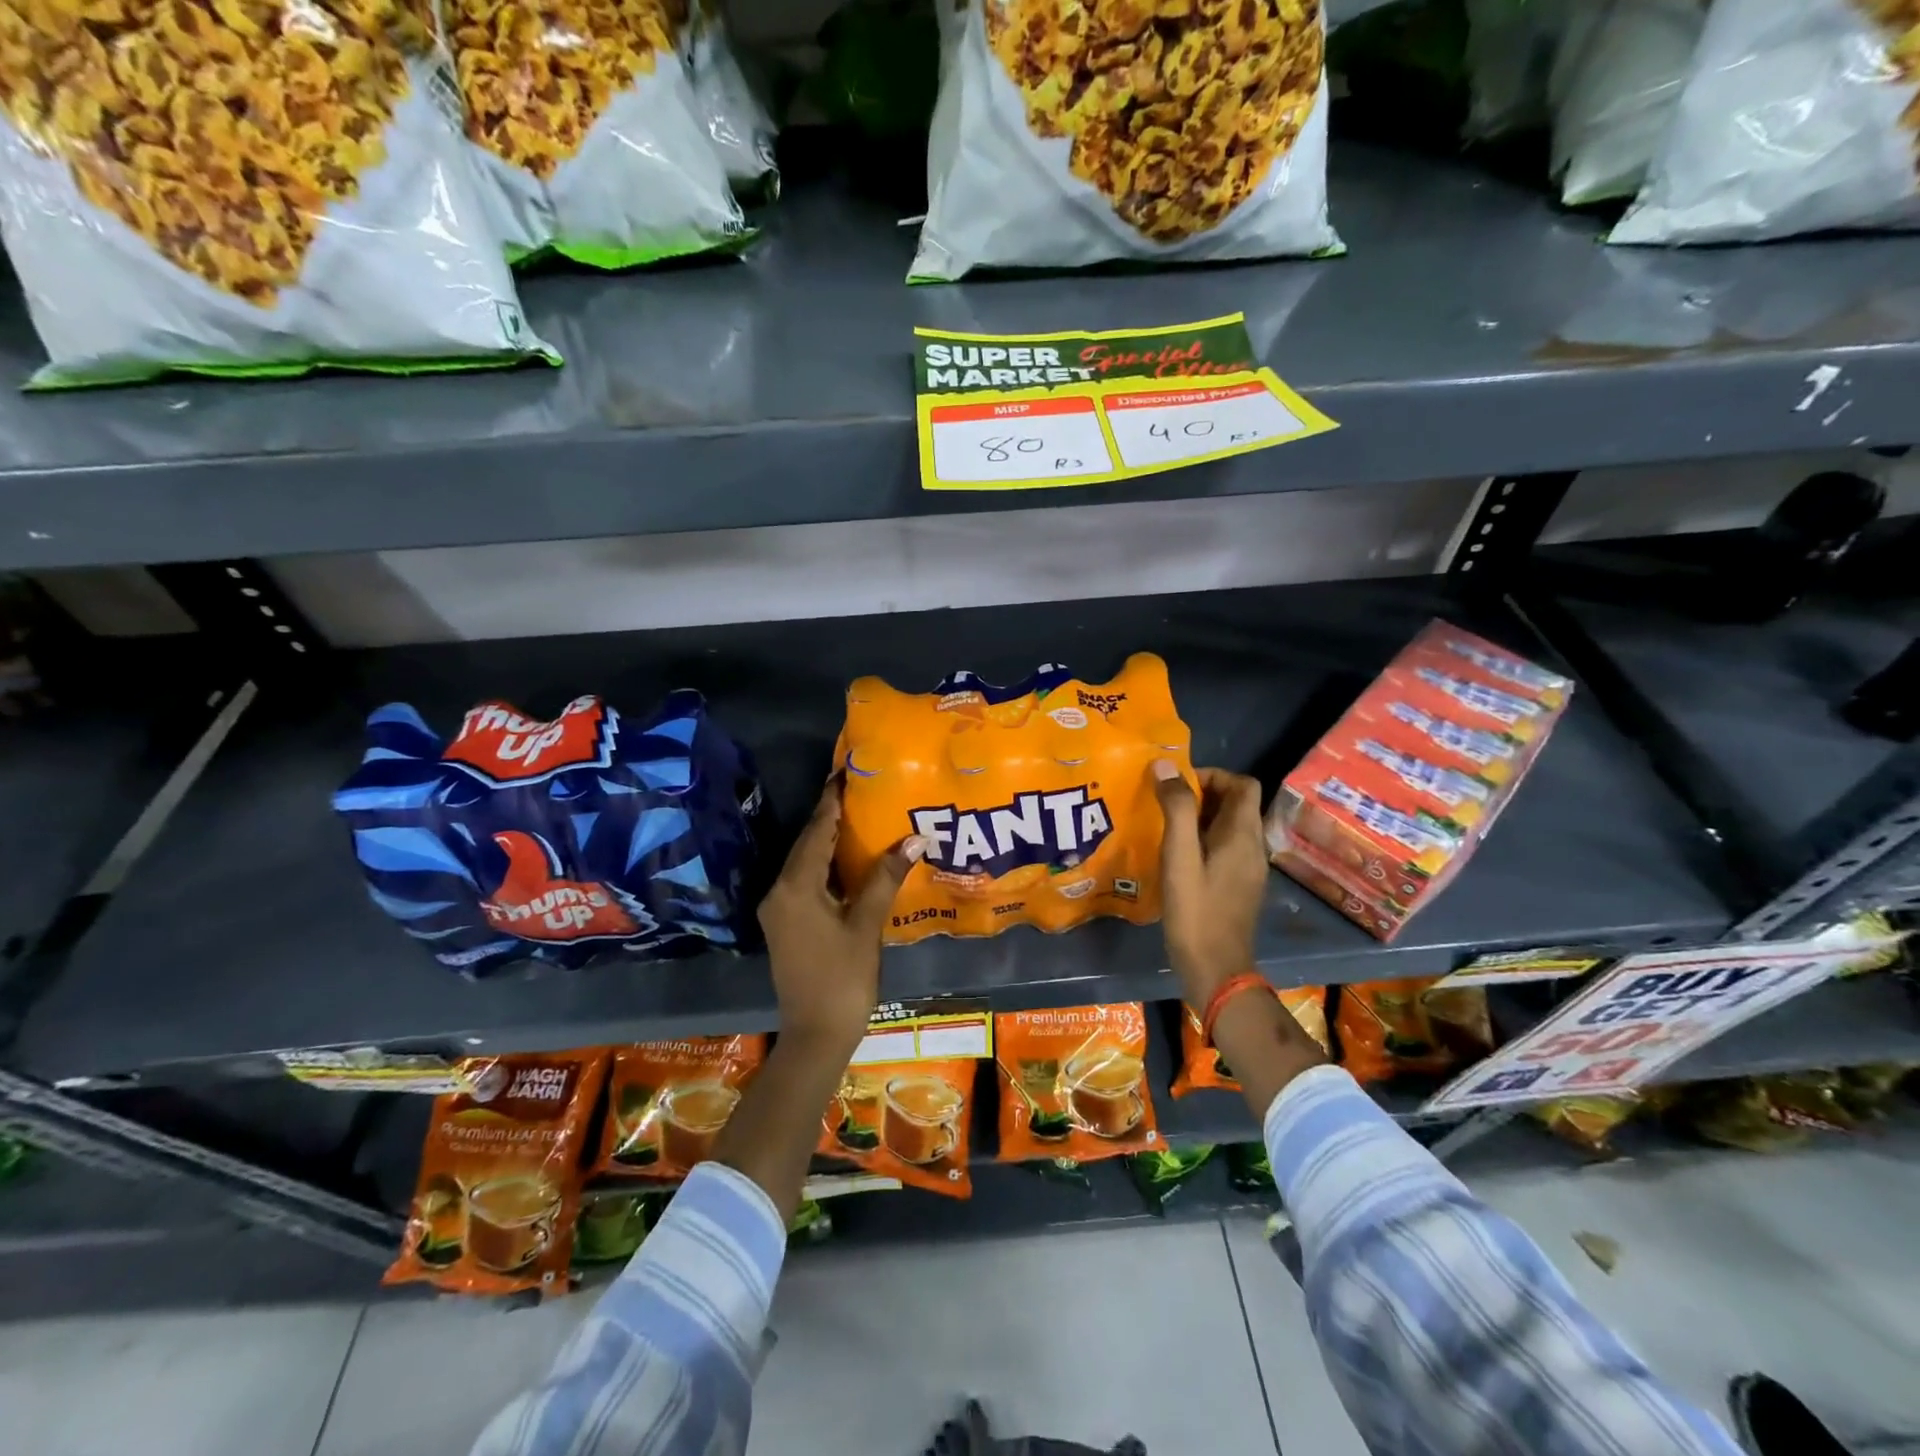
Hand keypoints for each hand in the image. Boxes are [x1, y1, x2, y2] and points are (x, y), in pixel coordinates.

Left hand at [757, 779, 924, 1052]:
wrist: (815, 1036)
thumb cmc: (843, 979)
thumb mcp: (866, 925)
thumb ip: (886, 877)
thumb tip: (914, 837)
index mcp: (795, 886)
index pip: (817, 830)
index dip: (833, 800)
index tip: (848, 771)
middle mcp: (780, 891)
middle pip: (809, 843)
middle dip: (833, 816)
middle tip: (863, 789)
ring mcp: (780, 909)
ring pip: (806, 863)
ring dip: (831, 841)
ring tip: (862, 815)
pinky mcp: (786, 924)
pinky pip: (806, 881)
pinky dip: (828, 866)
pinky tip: (851, 860)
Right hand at [1153, 761, 1269, 1011]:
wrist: (1216, 970)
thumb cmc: (1196, 911)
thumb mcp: (1179, 856)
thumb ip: (1175, 809)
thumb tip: (1165, 766)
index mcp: (1243, 835)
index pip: (1243, 784)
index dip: (1212, 775)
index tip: (1177, 785)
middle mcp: (1252, 847)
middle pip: (1236, 804)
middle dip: (1202, 795)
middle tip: (1164, 803)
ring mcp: (1248, 869)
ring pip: (1229, 827)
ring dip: (1200, 817)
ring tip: (1164, 825)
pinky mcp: (1239, 886)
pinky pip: (1225, 848)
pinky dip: (1203, 840)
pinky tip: (1176, 856)